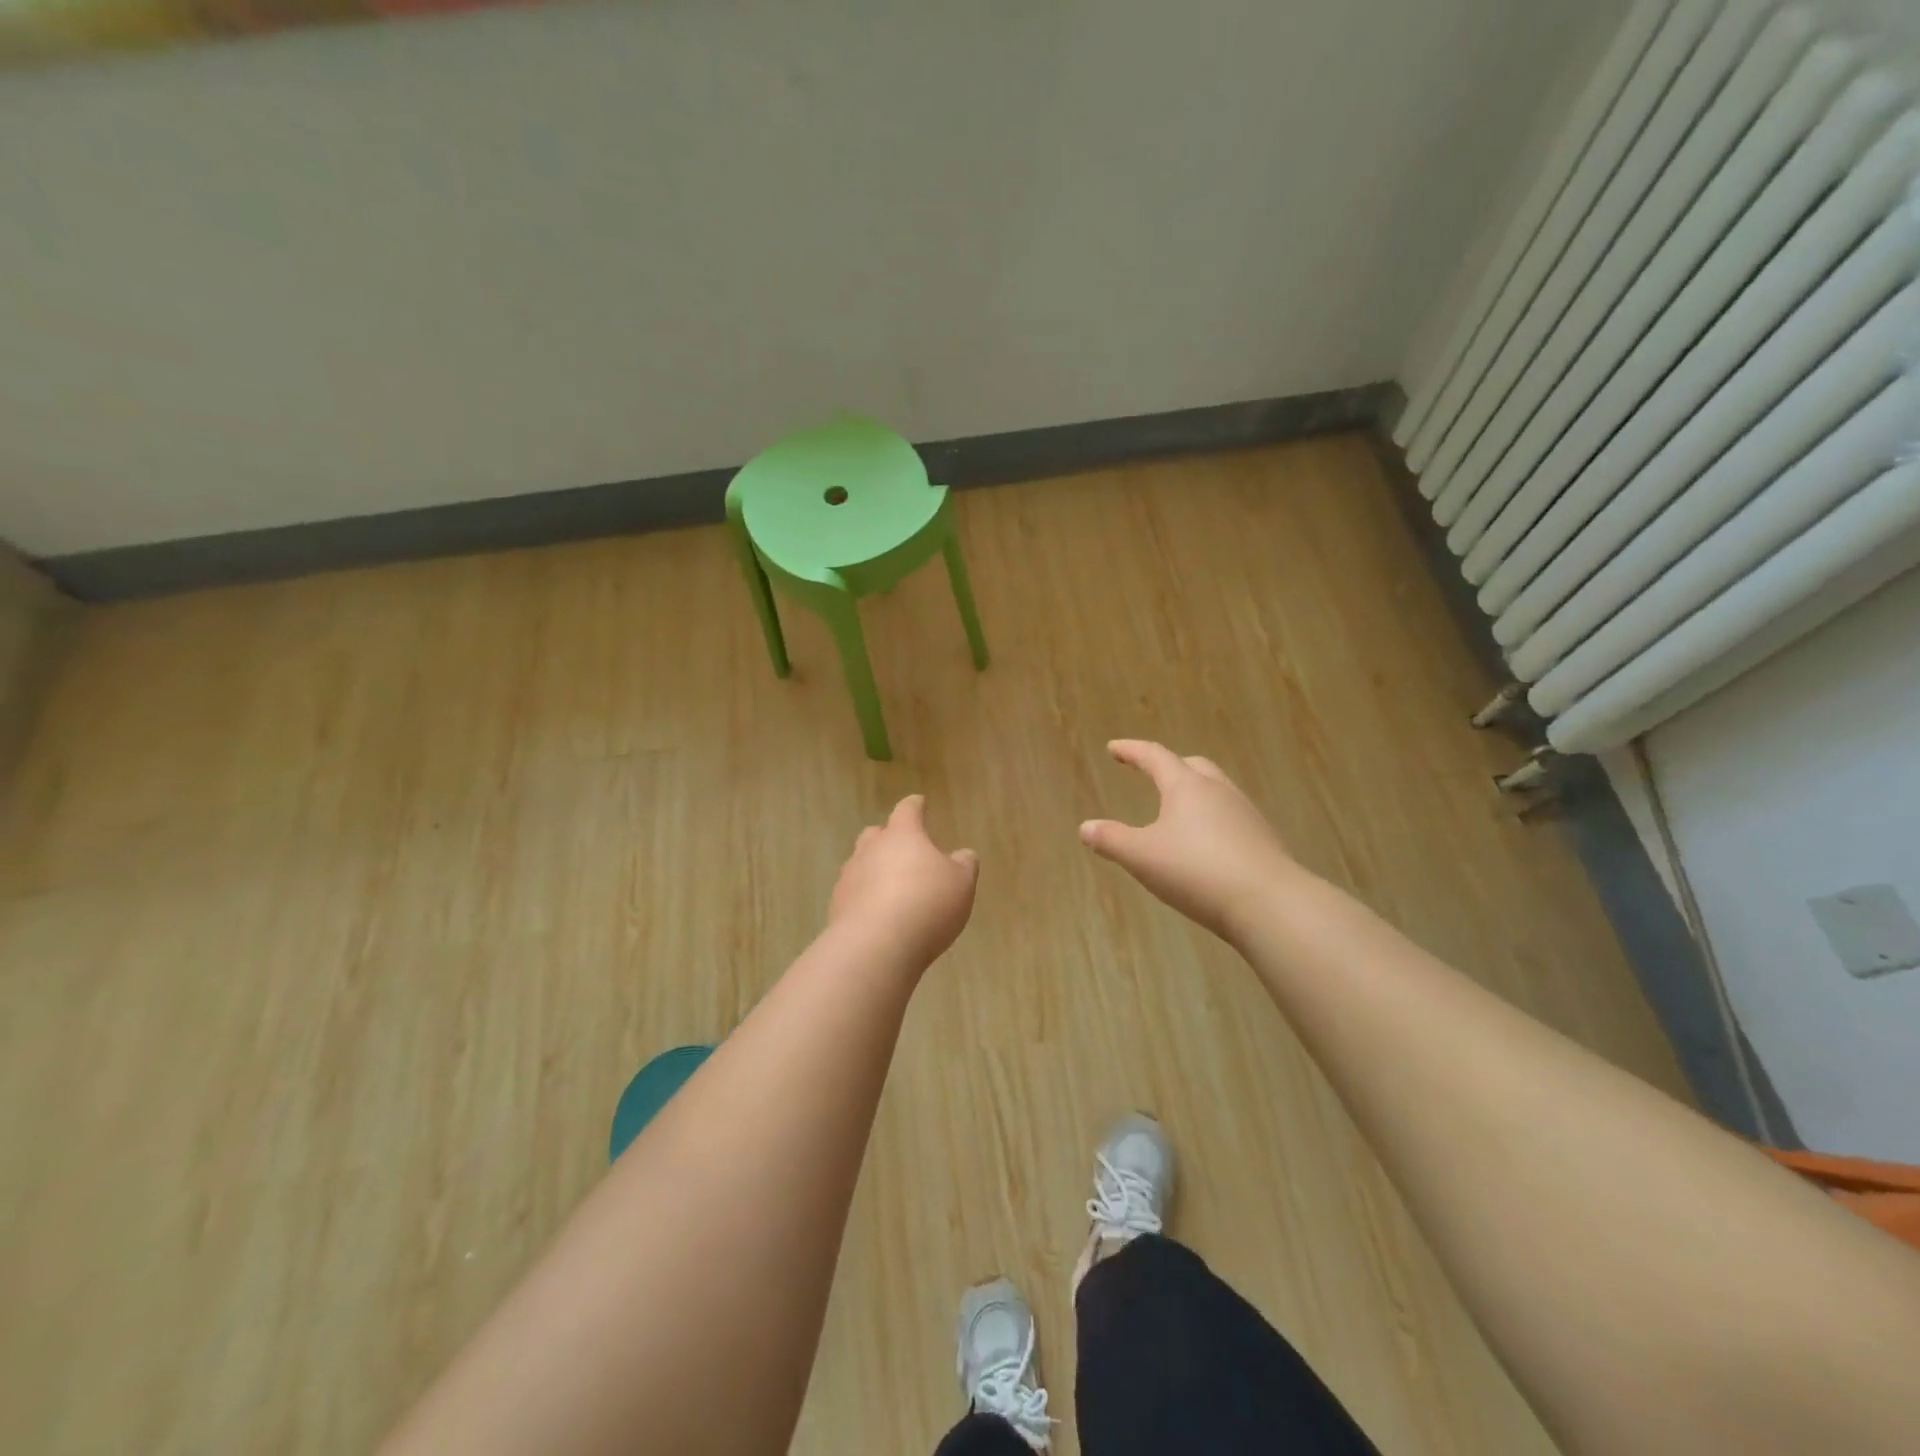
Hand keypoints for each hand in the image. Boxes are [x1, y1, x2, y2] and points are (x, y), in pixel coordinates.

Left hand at [829, 795, 978, 967]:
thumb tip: (963, 854)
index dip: (915, 806)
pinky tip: (877, 914)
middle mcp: (871, 849)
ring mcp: (850, 877)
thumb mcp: (961, 884)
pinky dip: (864, 897)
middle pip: (876, 834)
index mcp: (902, 835)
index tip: (919, 803)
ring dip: (874, 869)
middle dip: (888, 837)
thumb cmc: (927, 904)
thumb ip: (964, 865)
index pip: (907, 810)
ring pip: (860, 863)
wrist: (876, 945)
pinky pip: (853, 893)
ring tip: (890, 886)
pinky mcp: (837, 906)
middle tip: (903, 847)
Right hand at [1080, 740, 1300, 941]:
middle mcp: (1219, 792)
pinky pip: (1231, 818)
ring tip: (1178, 813)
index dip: (1132, 751)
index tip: (1114, 748)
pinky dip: (1212, 821)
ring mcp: (1246, 815)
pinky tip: (1206, 845)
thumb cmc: (1197, 871)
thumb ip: (1111, 840)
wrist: (1270, 904)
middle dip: (1170, 768)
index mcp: (1187, 787)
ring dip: (1194, 795)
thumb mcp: (1142, 857)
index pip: (1155, 757)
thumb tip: (1085, 827)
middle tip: (1152, 774)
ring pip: (1217, 792)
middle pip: (1193, 767)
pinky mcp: (1263, 841)